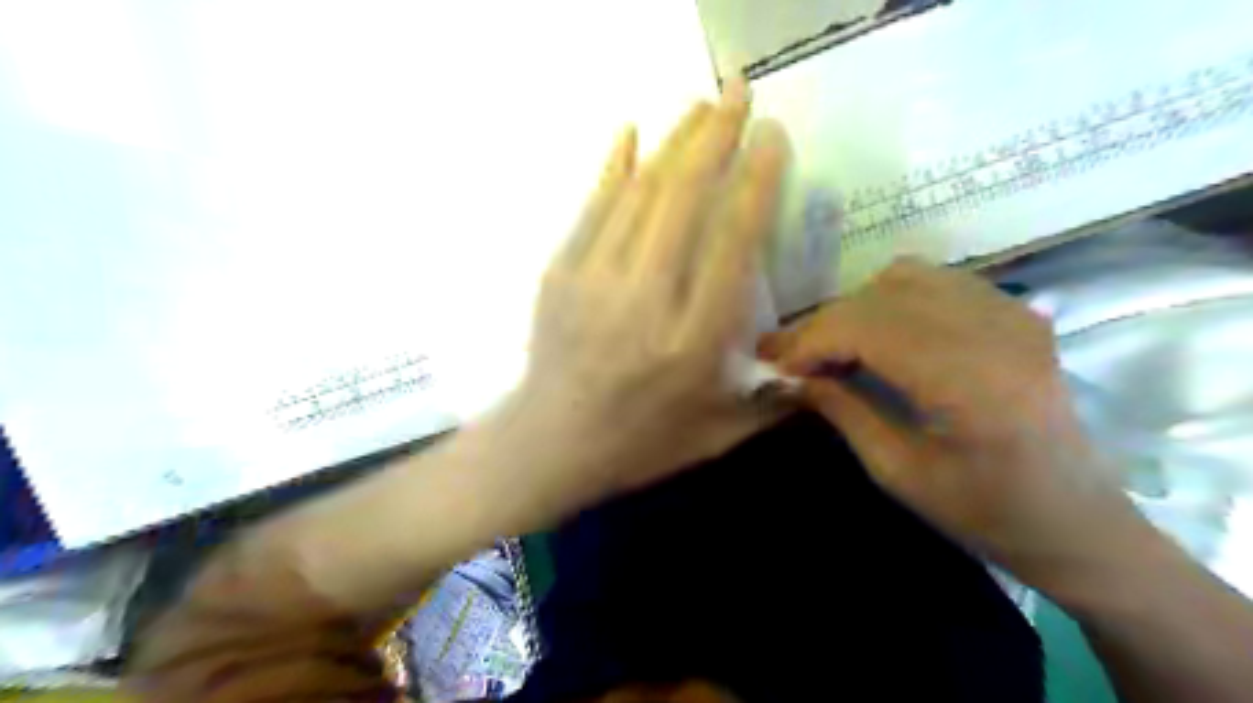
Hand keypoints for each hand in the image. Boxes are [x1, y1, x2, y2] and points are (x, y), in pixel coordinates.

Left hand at [482, 79, 785, 522]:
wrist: (548, 445)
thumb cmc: (637, 445)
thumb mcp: (715, 437)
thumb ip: (771, 403)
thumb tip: (819, 370)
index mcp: (690, 342)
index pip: (730, 245)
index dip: (755, 183)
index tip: (772, 139)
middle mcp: (644, 302)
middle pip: (683, 201)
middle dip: (714, 137)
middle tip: (737, 92)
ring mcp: (594, 282)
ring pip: (639, 194)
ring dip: (672, 143)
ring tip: (698, 105)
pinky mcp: (559, 274)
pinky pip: (591, 207)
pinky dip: (612, 167)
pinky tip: (629, 133)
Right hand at [764, 258, 1143, 581]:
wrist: (1078, 520)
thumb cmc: (987, 512)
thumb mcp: (899, 473)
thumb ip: (843, 411)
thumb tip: (791, 378)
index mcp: (972, 382)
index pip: (868, 328)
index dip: (811, 342)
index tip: (776, 368)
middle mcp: (996, 331)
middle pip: (880, 297)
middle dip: (823, 324)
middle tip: (789, 357)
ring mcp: (1012, 313)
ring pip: (904, 277)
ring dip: (855, 308)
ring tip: (833, 347)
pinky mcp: (1016, 312)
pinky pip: (936, 281)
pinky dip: (891, 299)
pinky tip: (880, 335)